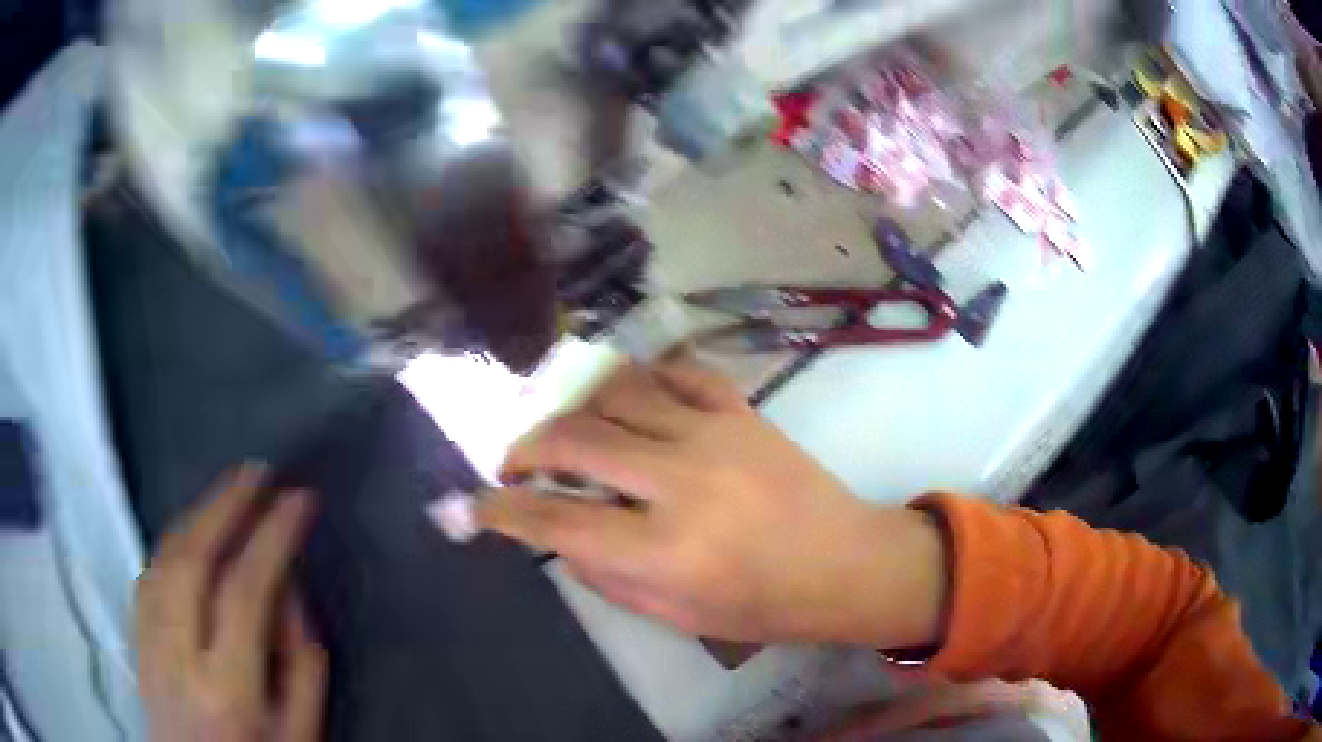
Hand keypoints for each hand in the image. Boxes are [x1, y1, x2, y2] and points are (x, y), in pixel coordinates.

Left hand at [137, 464, 325, 741]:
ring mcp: (148, 645)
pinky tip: (189, 529)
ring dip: (196, 515)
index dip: (272, 536)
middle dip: (225, 505)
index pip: (245, 591)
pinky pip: (147, 575)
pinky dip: (170, 541)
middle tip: (257, 473)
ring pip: (163, 559)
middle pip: (192, 560)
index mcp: (228, 689)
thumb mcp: (302, 732)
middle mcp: (178, 658)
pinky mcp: (135, 640)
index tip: (299, 499)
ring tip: (227, 491)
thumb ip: (303, 662)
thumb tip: (288, 586)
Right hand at [478, 360, 946, 647]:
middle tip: (517, 463)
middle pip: (574, 439)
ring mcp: (714, 434)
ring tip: (572, 433)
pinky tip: (631, 404)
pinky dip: (641, 382)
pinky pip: (676, 373)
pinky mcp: (742, 411)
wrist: (848, 565)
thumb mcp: (677, 616)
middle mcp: (681, 480)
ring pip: (617, 390)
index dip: (501, 510)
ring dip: (578, 408)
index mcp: (664, 549)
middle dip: (526, 447)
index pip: (555, 519)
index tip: (474, 504)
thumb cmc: (765, 606)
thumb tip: (559, 536)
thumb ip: (607, 576)